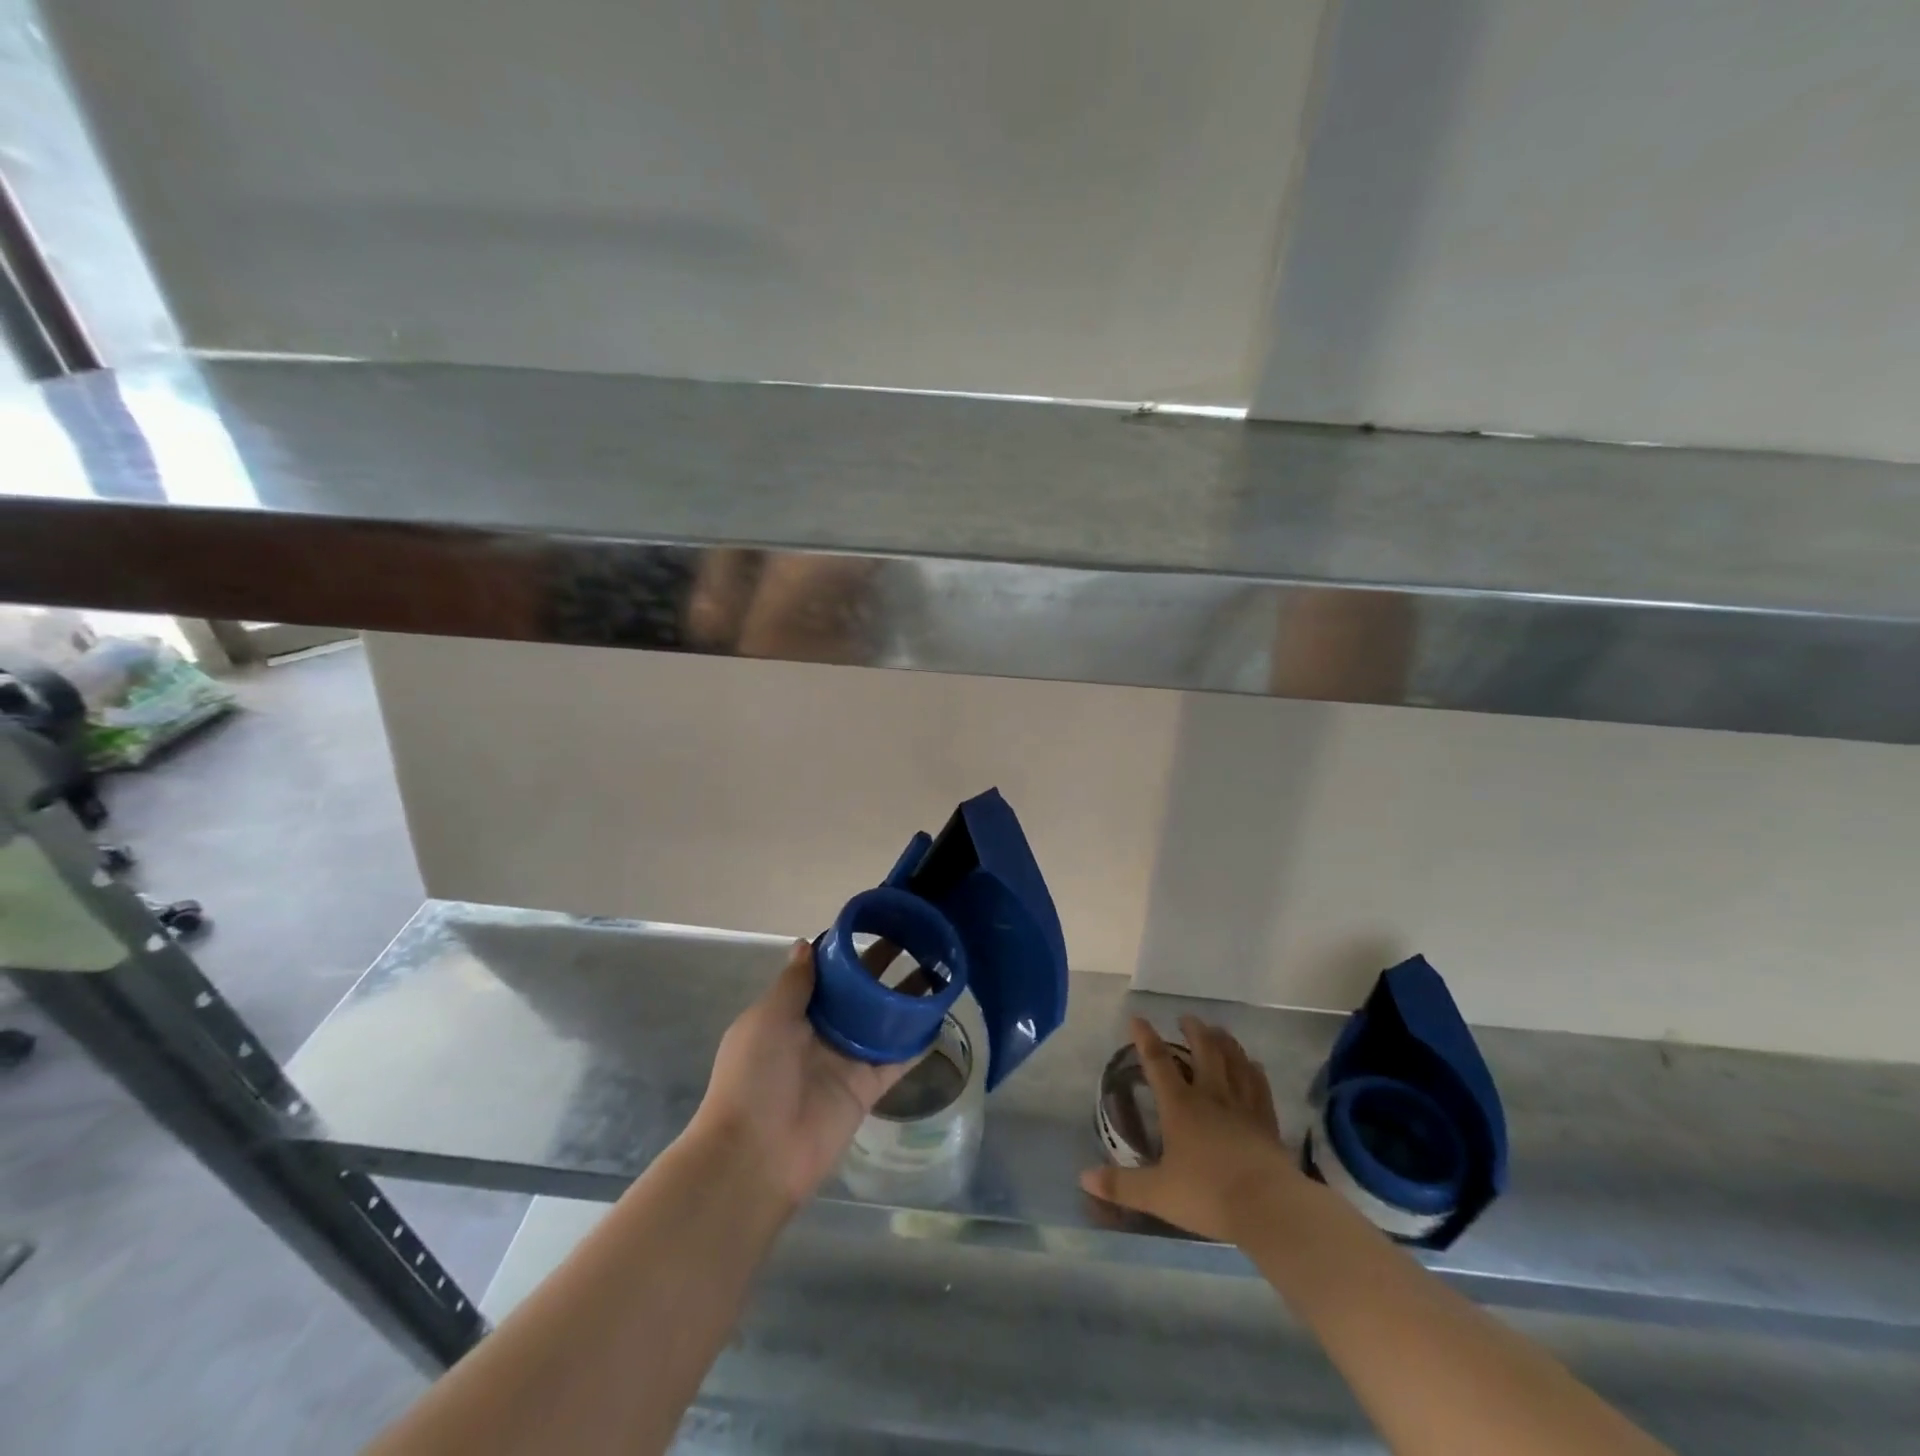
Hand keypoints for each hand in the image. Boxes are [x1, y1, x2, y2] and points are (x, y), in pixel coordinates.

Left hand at [692, 941, 913, 1209]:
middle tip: (918, 939)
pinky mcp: (867, 1087)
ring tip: (939, 970)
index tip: (877, 924)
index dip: (850, 951)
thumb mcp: (767, 1018)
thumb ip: (795, 982)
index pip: (827, 974)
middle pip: (859, 994)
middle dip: (884, 969)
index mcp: (793, 1012)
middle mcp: (821, 1032)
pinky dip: (917, 1042)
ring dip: (906, 1000)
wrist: (757, 1155)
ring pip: (883, 1022)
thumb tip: (806, 943)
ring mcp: (846, 1060)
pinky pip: (897, 1059)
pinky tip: (941, 1017)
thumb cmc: (755, 1077)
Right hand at [1080, 1015, 1299, 1243]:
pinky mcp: (1267, 1122)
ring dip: (1225, 1042)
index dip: (1145, 1038)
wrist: (1268, 1208)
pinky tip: (1254, 1064)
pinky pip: (1260, 1087)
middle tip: (1186, 1018)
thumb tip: (1083, 1177)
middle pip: (1204, 1051)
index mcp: (1180, 1106)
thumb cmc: (1208, 1196)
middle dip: (1193, 1031)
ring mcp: (1242, 1106)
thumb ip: (1121, 1185)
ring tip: (1218, 1030)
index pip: (1158, 1062)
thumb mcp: (1157, 1194)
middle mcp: (1211, 1096)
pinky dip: (1254, 1071)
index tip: (1137, 1018)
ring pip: (1234, 1062)